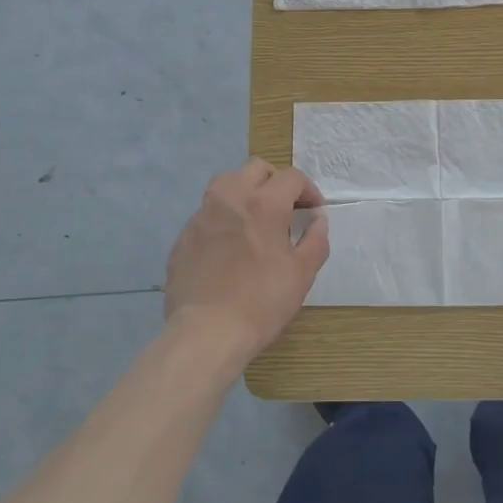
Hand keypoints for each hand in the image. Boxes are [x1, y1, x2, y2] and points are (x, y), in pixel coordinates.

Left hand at [163, 159, 328, 362]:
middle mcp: (231, 197)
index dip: (308, 190)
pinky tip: (228, 247)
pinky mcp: (184, 236)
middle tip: (286, 209)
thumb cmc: (262, 301)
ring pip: (226, 183)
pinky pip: (207, 214)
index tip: (313, 212)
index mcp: (264, 202)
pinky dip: (223, 219)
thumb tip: (318, 220)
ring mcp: (202, 215)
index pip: (291, 177)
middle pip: (256, 169)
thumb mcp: (302, 273)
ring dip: (245, 192)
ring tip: (254, 219)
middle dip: (275, 182)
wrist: (206, 332)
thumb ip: (316, 240)